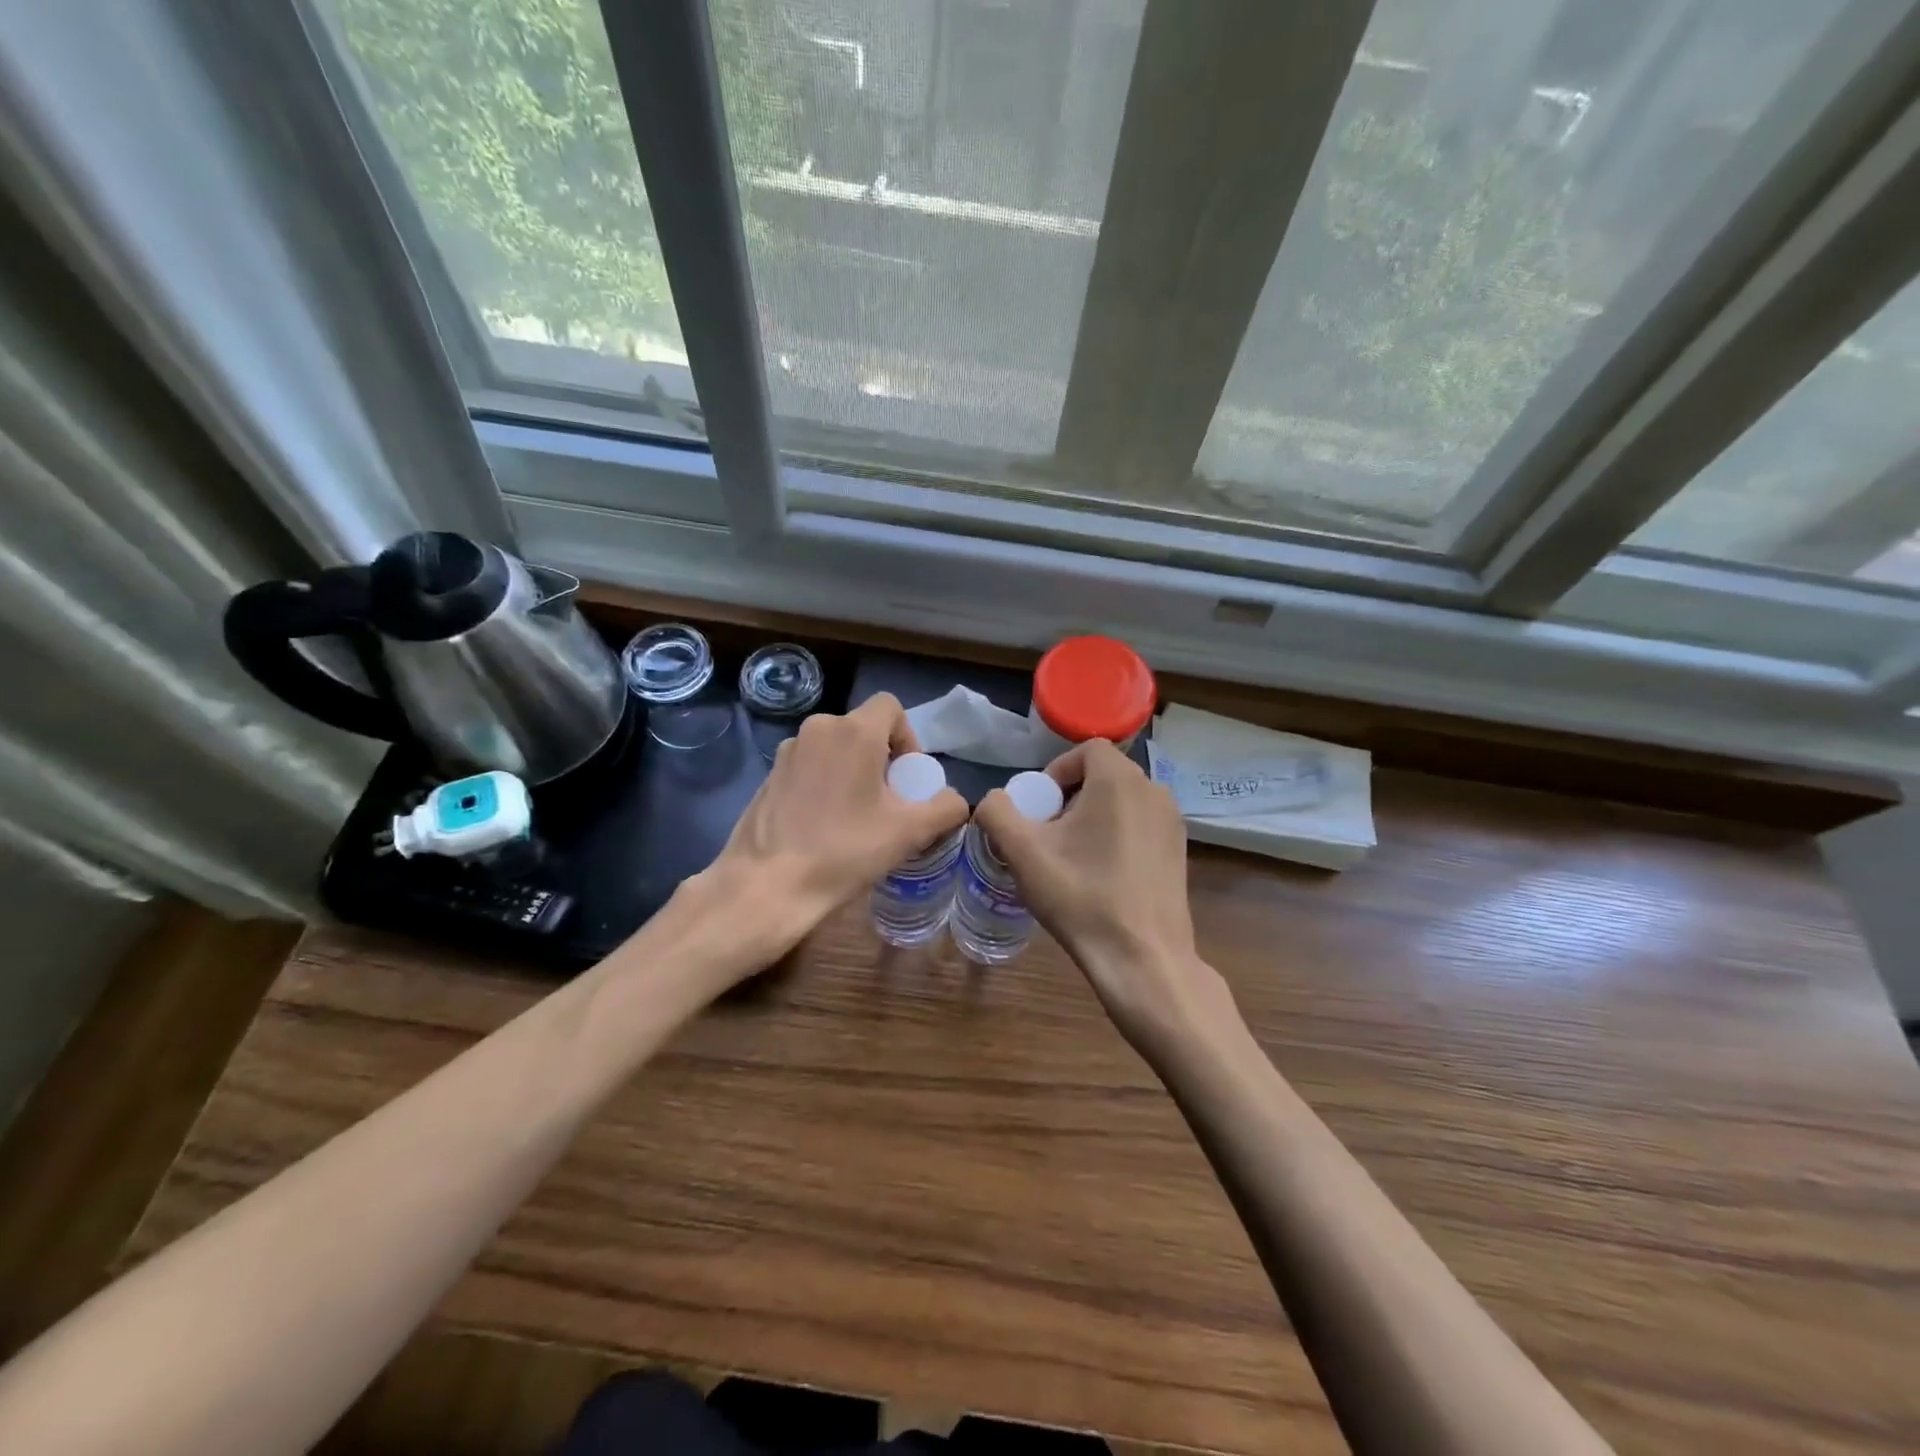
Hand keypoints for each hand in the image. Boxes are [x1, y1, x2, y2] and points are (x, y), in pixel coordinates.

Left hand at [704, 693, 968, 965]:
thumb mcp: (909, 832)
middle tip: (887, 803)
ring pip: (834, 748)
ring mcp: (788, 751)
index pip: (891, 707)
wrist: (767, 885)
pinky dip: (824, 784)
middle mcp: (818, 728)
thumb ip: (945, 808)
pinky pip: (809, 767)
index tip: (906, 779)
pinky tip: (823, 826)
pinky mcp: (768, 775)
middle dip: (881, 759)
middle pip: (862, 729)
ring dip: (852, 772)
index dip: (908, 738)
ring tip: (855, 817)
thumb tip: (953, 800)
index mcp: (853, 731)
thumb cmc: (844, 851)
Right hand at [975, 740, 1235, 1052]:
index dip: (1056, 771)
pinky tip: (1102, 874)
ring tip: (1073, 856)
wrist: (1142, 958)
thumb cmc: (1081, 897)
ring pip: (1123, 801)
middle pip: (1104, 774)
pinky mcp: (1180, 851)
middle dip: (1071, 796)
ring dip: (1094, 816)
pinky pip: (1141, 824)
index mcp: (1119, 780)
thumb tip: (995, 800)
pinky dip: (1118, 834)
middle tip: (1050, 834)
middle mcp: (1154, 790)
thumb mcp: (1023, 853)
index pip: (1086, 749)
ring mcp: (1173, 822)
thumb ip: (997, 812)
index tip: (1040, 808)